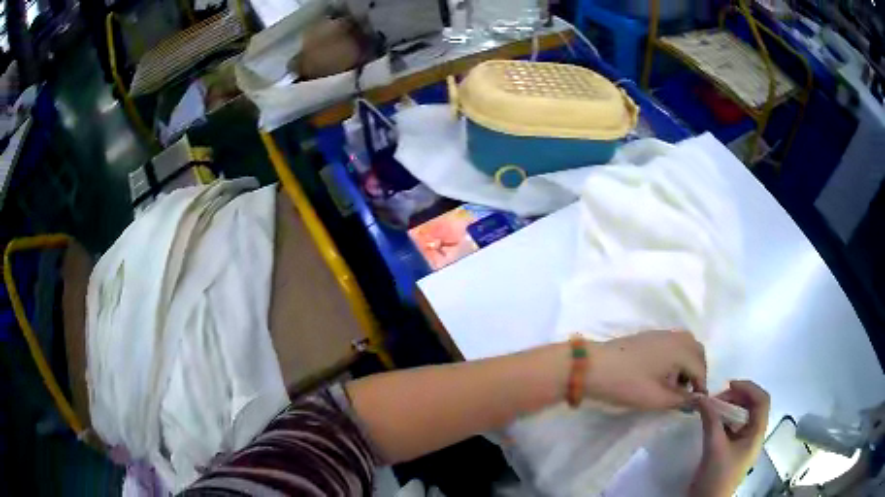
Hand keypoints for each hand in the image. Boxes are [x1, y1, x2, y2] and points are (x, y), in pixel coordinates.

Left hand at [585, 330, 705, 409]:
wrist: (593, 367)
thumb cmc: (627, 383)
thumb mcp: (656, 398)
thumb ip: (680, 399)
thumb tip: (696, 400)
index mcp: (680, 349)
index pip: (700, 367)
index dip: (701, 386)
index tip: (696, 403)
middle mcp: (674, 337)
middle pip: (696, 351)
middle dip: (697, 371)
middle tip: (688, 392)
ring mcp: (660, 334)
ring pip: (685, 345)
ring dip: (687, 363)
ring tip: (675, 385)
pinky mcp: (648, 337)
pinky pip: (672, 344)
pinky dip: (675, 358)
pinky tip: (662, 375)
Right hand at [690, 380, 770, 496]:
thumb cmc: (717, 476)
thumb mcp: (714, 448)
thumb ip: (710, 420)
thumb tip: (701, 397)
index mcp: (756, 433)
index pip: (762, 400)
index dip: (749, 387)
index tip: (728, 384)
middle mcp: (753, 435)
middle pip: (753, 406)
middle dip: (736, 396)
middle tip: (716, 398)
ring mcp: (743, 443)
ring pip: (742, 416)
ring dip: (729, 407)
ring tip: (712, 407)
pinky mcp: (732, 449)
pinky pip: (732, 427)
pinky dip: (723, 419)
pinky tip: (711, 421)